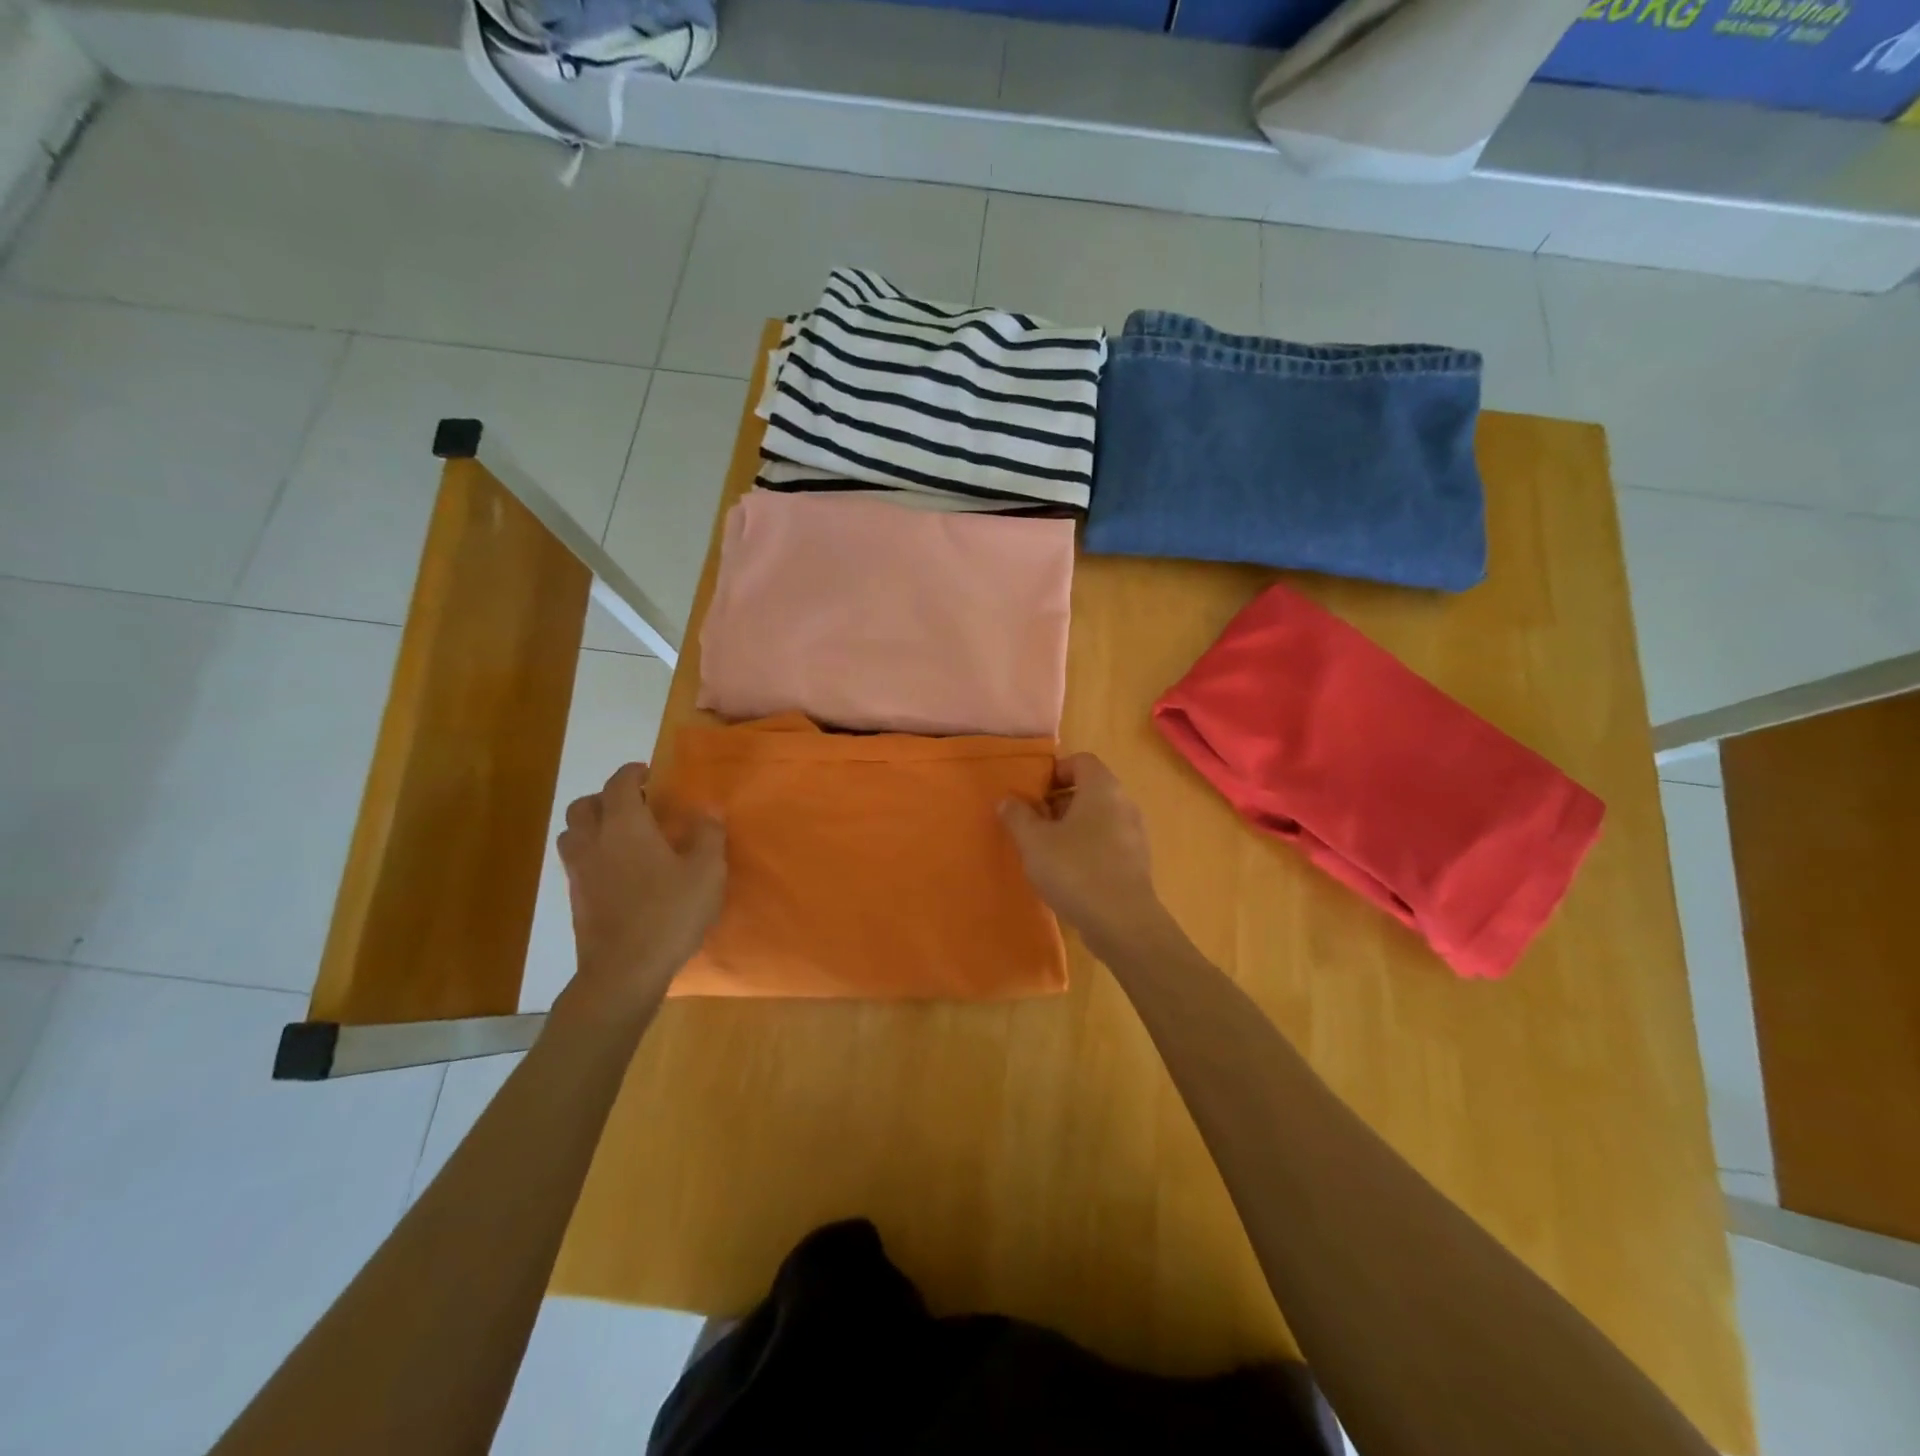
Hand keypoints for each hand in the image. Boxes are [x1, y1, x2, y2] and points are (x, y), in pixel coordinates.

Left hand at [555, 762, 725, 1012]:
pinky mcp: (576, 900)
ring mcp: (579, 873)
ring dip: (591, 825)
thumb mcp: (706, 872)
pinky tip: (617, 870)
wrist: (624, 972)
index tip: (647, 773)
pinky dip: (591, 853)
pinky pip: (576, 862)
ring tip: (620, 835)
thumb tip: (707, 810)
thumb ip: (708, 836)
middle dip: (605, 797)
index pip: (619, 785)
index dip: (632, 773)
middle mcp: (594, 842)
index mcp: (625, 827)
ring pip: (572, 834)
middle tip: (633, 804)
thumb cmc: (669, 914)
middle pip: (583, 806)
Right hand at [999, 753, 1165, 951]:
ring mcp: (1135, 834)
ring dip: (1072, 827)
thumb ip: (1018, 816)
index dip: (1054, 772)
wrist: (1122, 923)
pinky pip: (1107, 843)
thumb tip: (1007, 800)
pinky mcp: (1137, 863)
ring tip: (1046, 850)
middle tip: (1033, 823)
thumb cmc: (1075, 870)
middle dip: (1058, 802)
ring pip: (1098, 818)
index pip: (1080, 761)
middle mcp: (1124, 804)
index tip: (1032, 794)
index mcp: (1102, 788)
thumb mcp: (1034, 841)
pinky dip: (1087, 849)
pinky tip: (1067, 874)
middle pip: (1089, 789)